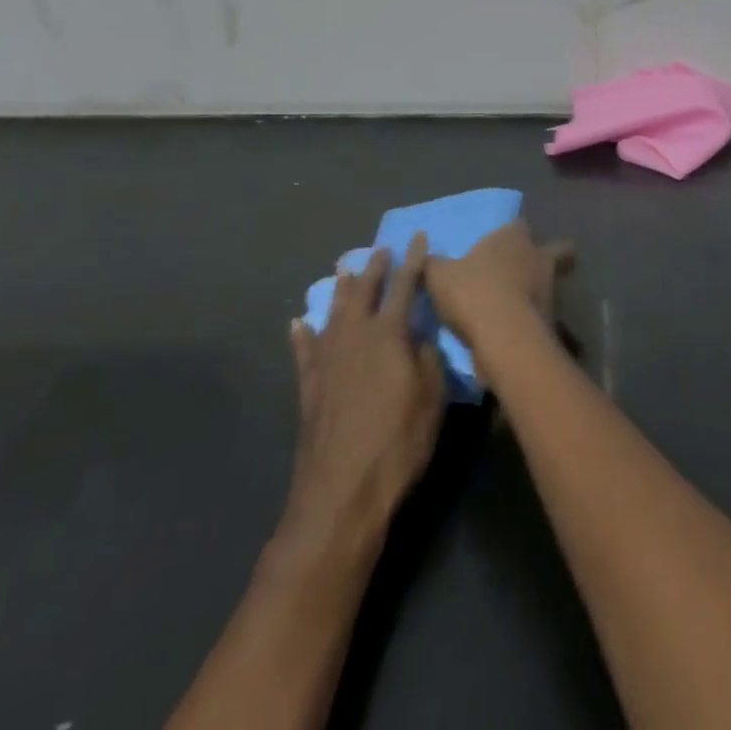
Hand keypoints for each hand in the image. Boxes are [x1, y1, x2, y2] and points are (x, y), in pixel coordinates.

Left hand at [284, 236, 445, 543]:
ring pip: (334, 313)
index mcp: (389, 335)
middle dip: (375, 268)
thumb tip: (419, 335)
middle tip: (380, 248)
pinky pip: (305, 352)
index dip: (413, 260)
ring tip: (344, 269)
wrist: (341, 493)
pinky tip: (298, 324)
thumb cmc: (398, 443)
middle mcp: (355, 337)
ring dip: (341, 290)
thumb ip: (427, 358)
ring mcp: (328, 361)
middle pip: (365, 292)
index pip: (405, 286)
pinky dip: (302, 335)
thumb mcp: (431, 399)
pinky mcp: (309, 388)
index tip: (417, 236)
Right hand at [424, 218, 572, 347]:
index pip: (520, 225)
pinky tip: (514, 328)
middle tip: (528, 269)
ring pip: (551, 282)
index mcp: (514, 236)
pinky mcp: (553, 318)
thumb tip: (423, 256)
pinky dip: (532, 317)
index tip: (501, 244)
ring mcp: (550, 287)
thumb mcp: (439, 276)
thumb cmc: (472, 293)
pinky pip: (543, 312)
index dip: (512, 234)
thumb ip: (432, 264)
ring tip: (515, 305)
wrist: (504, 338)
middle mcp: (538, 255)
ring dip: (537, 289)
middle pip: (557, 249)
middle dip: (551, 255)